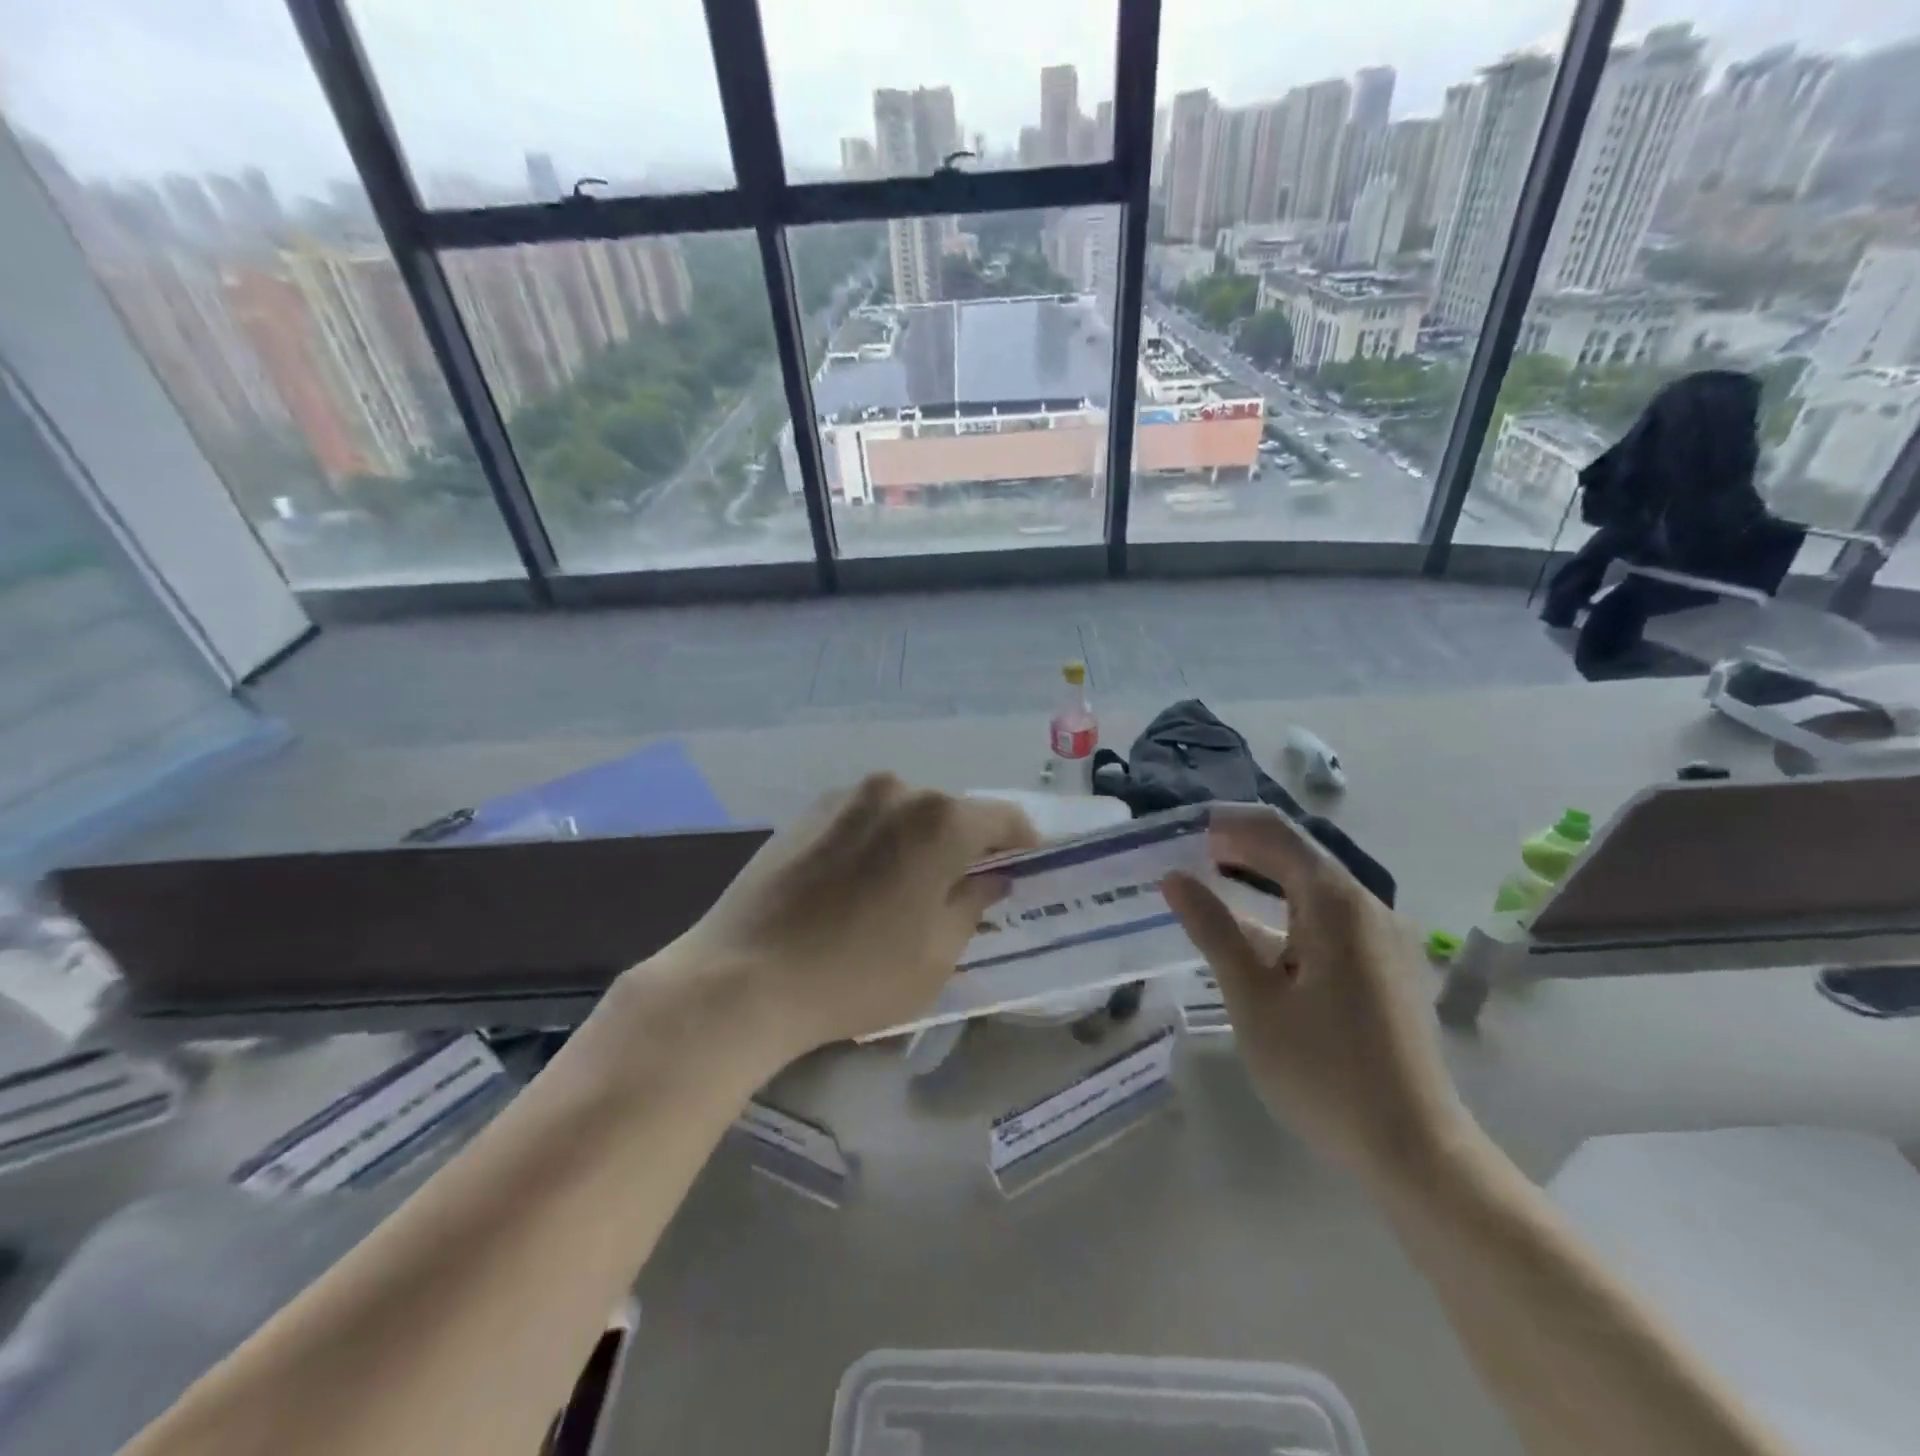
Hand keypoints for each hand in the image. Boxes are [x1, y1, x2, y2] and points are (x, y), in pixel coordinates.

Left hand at [648, 774, 1038, 1060]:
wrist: (743, 977)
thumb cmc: (856, 974)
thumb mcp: (936, 955)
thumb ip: (973, 904)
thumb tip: (991, 878)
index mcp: (940, 820)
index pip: (1003, 817)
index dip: (1021, 841)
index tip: (1024, 866)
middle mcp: (897, 791)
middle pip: (951, 812)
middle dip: (966, 844)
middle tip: (963, 887)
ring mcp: (846, 796)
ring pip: (905, 812)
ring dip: (919, 840)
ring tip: (905, 888)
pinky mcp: (807, 811)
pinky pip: (865, 817)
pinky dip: (879, 840)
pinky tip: (860, 883)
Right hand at [1162, 804, 1468, 1187]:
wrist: (1416, 1151)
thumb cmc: (1324, 1071)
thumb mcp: (1253, 999)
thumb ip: (1214, 929)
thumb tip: (1175, 878)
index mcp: (1337, 903)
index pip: (1275, 832)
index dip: (1226, 823)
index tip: (1178, 830)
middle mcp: (1366, 906)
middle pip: (1296, 852)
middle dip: (1239, 845)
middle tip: (1183, 854)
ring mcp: (1381, 936)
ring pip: (1311, 885)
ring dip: (1259, 876)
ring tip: (1208, 883)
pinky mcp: (1383, 965)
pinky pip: (1326, 916)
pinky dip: (1283, 908)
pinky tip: (1252, 932)